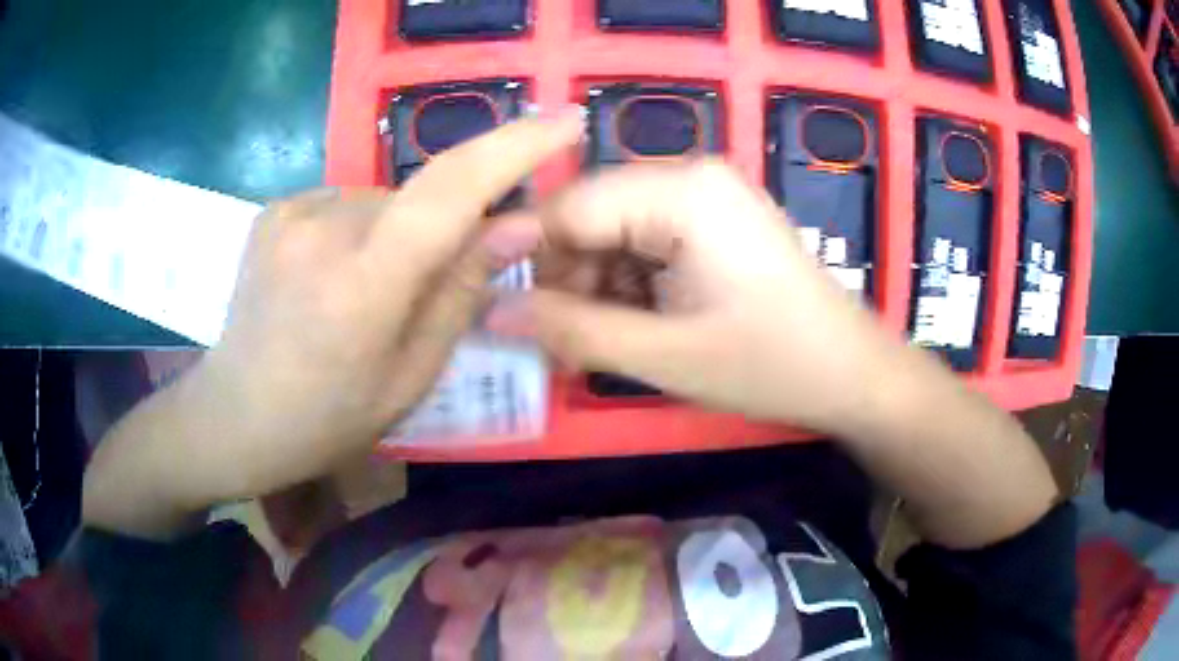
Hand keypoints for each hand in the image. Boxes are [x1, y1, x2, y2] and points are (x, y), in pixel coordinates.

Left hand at [83, 110, 583, 535]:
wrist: (234, 416)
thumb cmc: (326, 419)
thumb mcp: (410, 377)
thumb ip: (461, 294)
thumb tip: (518, 226)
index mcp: (363, 286)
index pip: (451, 192)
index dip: (515, 148)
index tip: (566, 120)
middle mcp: (324, 229)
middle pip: (419, 199)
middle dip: (444, 231)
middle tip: (427, 289)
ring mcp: (292, 211)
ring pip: (383, 203)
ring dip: (398, 236)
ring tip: (367, 296)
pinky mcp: (276, 208)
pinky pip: (346, 204)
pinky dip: (361, 231)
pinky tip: (333, 278)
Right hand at [488, 160, 907, 433]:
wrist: (854, 374)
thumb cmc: (772, 365)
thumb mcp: (665, 356)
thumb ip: (572, 330)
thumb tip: (490, 313)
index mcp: (682, 191)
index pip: (568, 207)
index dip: (532, 263)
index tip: (515, 321)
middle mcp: (690, 176)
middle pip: (591, 217)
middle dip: (571, 282)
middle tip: (566, 347)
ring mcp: (707, 197)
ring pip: (615, 233)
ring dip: (599, 289)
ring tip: (607, 346)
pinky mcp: (716, 223)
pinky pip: (648, 243)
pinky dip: (631, 286)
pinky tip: (641, 327)